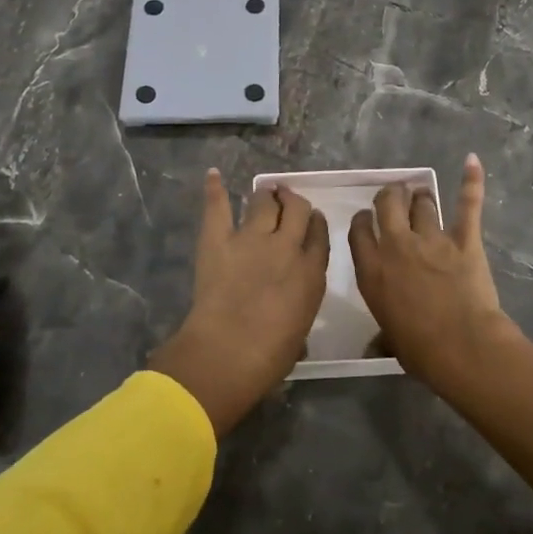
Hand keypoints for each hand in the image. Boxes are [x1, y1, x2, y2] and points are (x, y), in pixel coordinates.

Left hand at [148, 169, 328, 435]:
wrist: (228, 353)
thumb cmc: (269, 357)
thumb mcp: (299, 335)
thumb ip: (299, 313)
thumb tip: (294, 322)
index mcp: (311, 273)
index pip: (319, 235)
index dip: (315, 222)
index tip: (312, 219)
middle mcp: (286, 247)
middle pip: (296, 210)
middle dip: (293, 201)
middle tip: (287, 199)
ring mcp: (252, 239)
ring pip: (263, 203)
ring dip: (266, 195)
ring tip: (265, 191)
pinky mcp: (219, 239)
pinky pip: (218, 208)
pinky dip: (215, 190)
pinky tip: (213, 175)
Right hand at [349, 154, 518, 393]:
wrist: (462, 346)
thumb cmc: (420, 350)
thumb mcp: (390, 340)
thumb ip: (382, 334)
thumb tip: (374, 347)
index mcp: (372, 270)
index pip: (359, 230)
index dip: (363, 220)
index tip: (367, 219)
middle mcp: (397, 246)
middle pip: (388, 204)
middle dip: (389, 196)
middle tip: (394, 197)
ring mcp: (432, 239)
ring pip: (423, 203)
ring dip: (421, 197)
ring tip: (422, 194)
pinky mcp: (465, 239)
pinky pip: (467, 204)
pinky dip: (471, 181)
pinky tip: (472, 160)